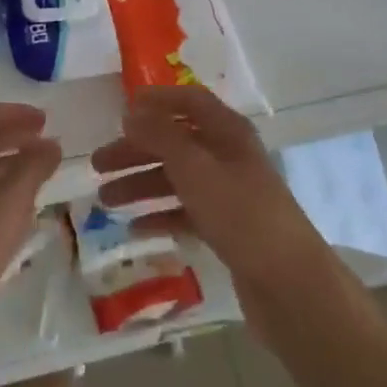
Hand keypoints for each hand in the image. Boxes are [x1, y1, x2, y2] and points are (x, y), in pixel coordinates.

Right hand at [91, 86, 333, 301]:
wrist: (289, 284)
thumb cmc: (241, 213)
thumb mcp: (195, 167)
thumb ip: (161, 136)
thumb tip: (132, 112)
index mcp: (228, 132)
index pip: (190, 102)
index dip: (157, 102)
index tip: (120, 111)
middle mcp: (228, 157)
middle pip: (176, 142)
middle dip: (136, 151)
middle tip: (97, 165)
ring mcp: (229, 194)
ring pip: (177, 180)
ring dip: (141, 185)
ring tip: (105, 201)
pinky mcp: (227, 229)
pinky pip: (186, 213)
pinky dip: (160, 215)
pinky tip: (135, 228)